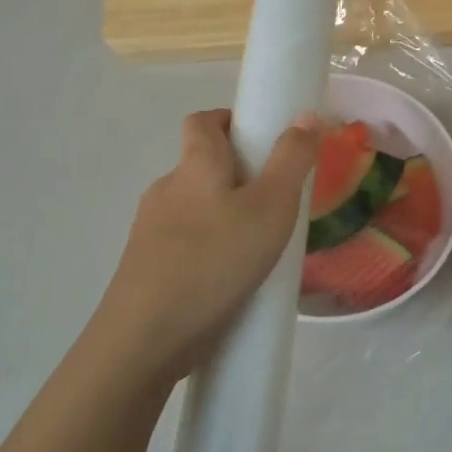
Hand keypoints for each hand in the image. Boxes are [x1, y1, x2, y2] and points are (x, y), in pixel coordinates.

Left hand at [93, 109, 322, 392]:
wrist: (146, 337)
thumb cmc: (216, 260)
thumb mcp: (271, 207)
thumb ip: (291, 160)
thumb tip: (306, 115)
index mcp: (195, 165)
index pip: (203, 121)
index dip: (230, 121)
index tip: (262, 141)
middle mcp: (166, 189)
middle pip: (201, 166)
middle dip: (237, 175)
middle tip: (275, 201)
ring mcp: (150, 230)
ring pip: (194, 208)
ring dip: (224, 216)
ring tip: (259, 247)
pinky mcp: (146, 266)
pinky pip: (185, 244)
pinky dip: (209, 249)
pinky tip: (230, 280)